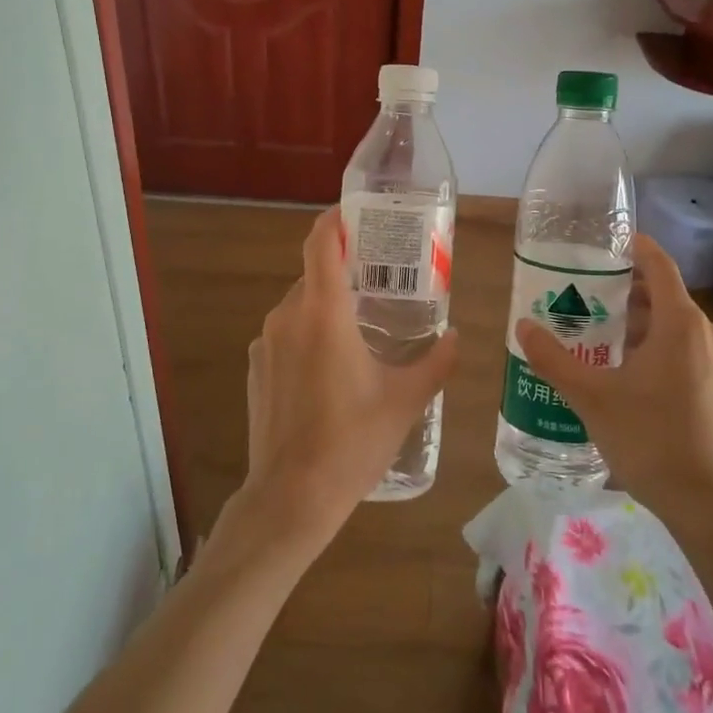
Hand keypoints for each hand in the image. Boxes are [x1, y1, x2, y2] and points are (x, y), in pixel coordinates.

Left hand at [226, 206, 459, 555]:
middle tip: (381, 283)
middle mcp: (287, 316)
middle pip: (314, 274)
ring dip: (328, 307)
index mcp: (323, 312)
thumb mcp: (405, 400)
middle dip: (345, 272)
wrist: (291, 497)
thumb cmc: (352, 441)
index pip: (320, 242)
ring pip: (300, 305)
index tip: (358, 215)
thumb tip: (456, 337)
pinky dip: (308, 334)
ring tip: (362, 328)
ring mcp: (265, 343)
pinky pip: (285, 334)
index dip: (336, 220)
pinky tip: (332, 368)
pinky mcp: (255, 368)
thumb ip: (436, 361)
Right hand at [515, 234, 712, 520]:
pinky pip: (681, 347)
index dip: (636, 247)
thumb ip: (553, 360)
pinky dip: (652, 342)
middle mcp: (703, 335)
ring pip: (672, 324)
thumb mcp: (592, 398)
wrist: (709, 505)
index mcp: (680, 324)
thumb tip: (523, 326)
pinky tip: (621, 368)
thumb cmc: (651, 440)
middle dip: (625, 287)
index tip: (606, 241)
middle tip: (583, 288)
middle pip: (663, 293)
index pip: (660, 265)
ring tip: (594, 327)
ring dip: (637, 318)